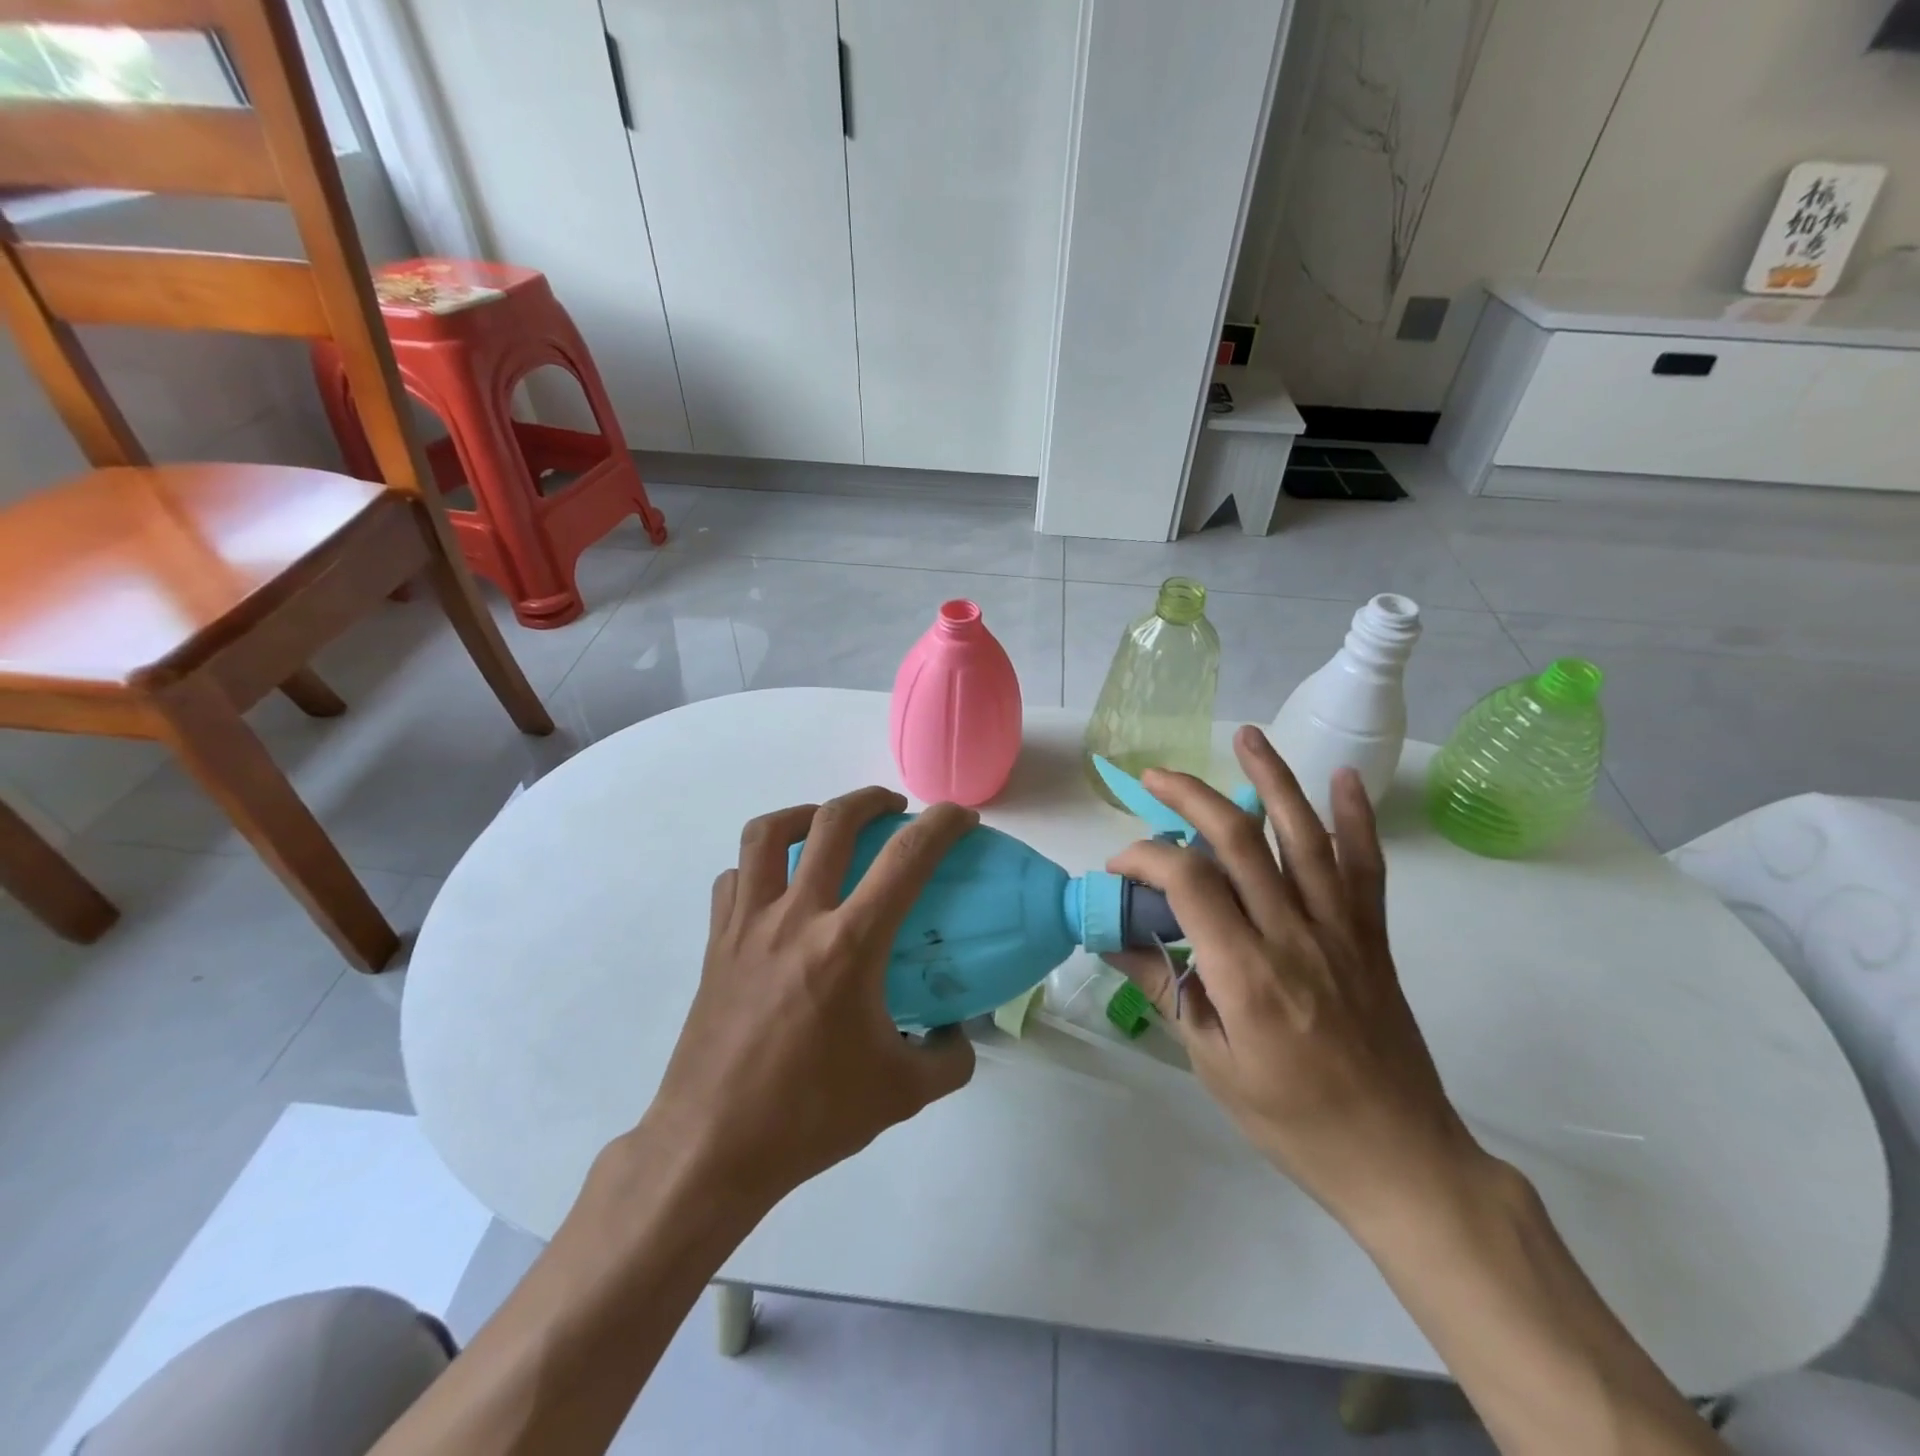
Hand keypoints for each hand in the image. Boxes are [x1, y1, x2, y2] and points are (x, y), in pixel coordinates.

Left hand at [645, 788, 978, 1210]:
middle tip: (894, 809)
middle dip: (871, 800)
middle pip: (832, 822)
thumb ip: (948, 1059)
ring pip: (766, 833)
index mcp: (848, 944)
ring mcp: (747, 925)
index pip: (906, 859)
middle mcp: (796, 917)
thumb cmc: (809, 1116)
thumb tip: (960, 1035)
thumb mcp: (902, 1094)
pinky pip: (734, 878)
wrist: (712, 1147)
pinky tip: (777, 888)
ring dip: (804, 814)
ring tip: (826, 827)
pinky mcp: (716, 944)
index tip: (961, 818)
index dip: (941, 825)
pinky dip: (759, 866)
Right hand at [1104, 727, 1483, 1229]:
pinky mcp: (1371, 937)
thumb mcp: (1210, 1062)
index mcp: (1246, 974)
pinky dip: (1356, 818)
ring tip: (1246, 737)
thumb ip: (1165, 989)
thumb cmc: (1292, 1121)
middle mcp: (1293, 936)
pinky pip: (1366, 867)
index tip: (1120, 865)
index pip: (1187, 880)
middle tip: (1155, 776)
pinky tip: (1342, 778)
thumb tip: (1114, 940)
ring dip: (1271, 779)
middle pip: (1238, 839)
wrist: (1399, 1159)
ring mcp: (1340, 931)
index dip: (1145, 855)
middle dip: (1190, 795)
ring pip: (1303, 836)